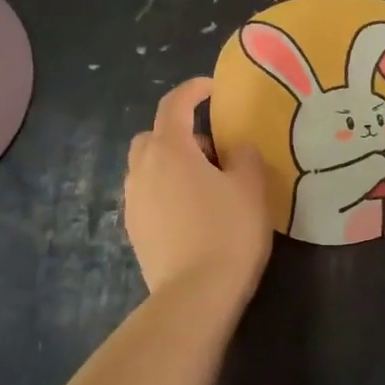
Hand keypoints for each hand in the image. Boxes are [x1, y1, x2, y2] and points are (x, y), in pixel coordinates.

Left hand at [125, 78, 271, 298]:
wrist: (195, 295)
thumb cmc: (228, 232)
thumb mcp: (250, 188)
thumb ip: (244, 156)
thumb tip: (235, 148)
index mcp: (170, 150)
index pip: (175, 105)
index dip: (193, 90)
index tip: (213, 88)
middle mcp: (142, 170)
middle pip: (153, 136)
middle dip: (179, 133)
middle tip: (212, 150)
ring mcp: (133, 202)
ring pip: (147, 167)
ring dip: (171, 163)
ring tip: (205, 183)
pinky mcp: (134, 230)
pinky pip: (148, 194)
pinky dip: (166, 190)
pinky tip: (192, 212)